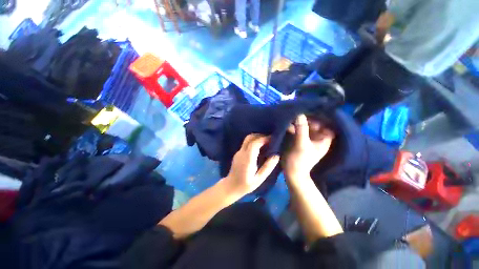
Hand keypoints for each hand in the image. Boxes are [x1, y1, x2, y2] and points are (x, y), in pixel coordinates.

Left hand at [225, 134, 279, 194]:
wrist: (231, 186)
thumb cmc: (246, 185)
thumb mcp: (259, 179)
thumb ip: (267, 167)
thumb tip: (276, 155)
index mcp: (247, 158)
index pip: (255, 143)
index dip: (264, 139)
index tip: (273, 139)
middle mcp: (242, 152)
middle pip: (250, 138)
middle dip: (260, 136)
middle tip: (270, 139)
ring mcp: (238, 152)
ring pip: (247, 139)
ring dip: (257, 138)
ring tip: (266, 143)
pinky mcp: (238, 153)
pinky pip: (246, 144)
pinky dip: (253, 142)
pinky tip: (259, 148)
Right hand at [283, 114, 334, 180]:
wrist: (291, 171)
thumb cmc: (300, 160)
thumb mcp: (302, 144)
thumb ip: (301, 129)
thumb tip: (299, 114)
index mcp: (323, 139)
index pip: (326, 124)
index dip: (319, 118)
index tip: (309, 114)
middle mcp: (317, 138)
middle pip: (314, 124)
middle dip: (306, 119)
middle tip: (297, 114)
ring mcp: (307, 138)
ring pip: (305, 126)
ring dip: (298, 122)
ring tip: (290, 118)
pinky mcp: (299, 139)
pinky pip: (298, 130)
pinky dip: (293, 127)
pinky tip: (287, 124)